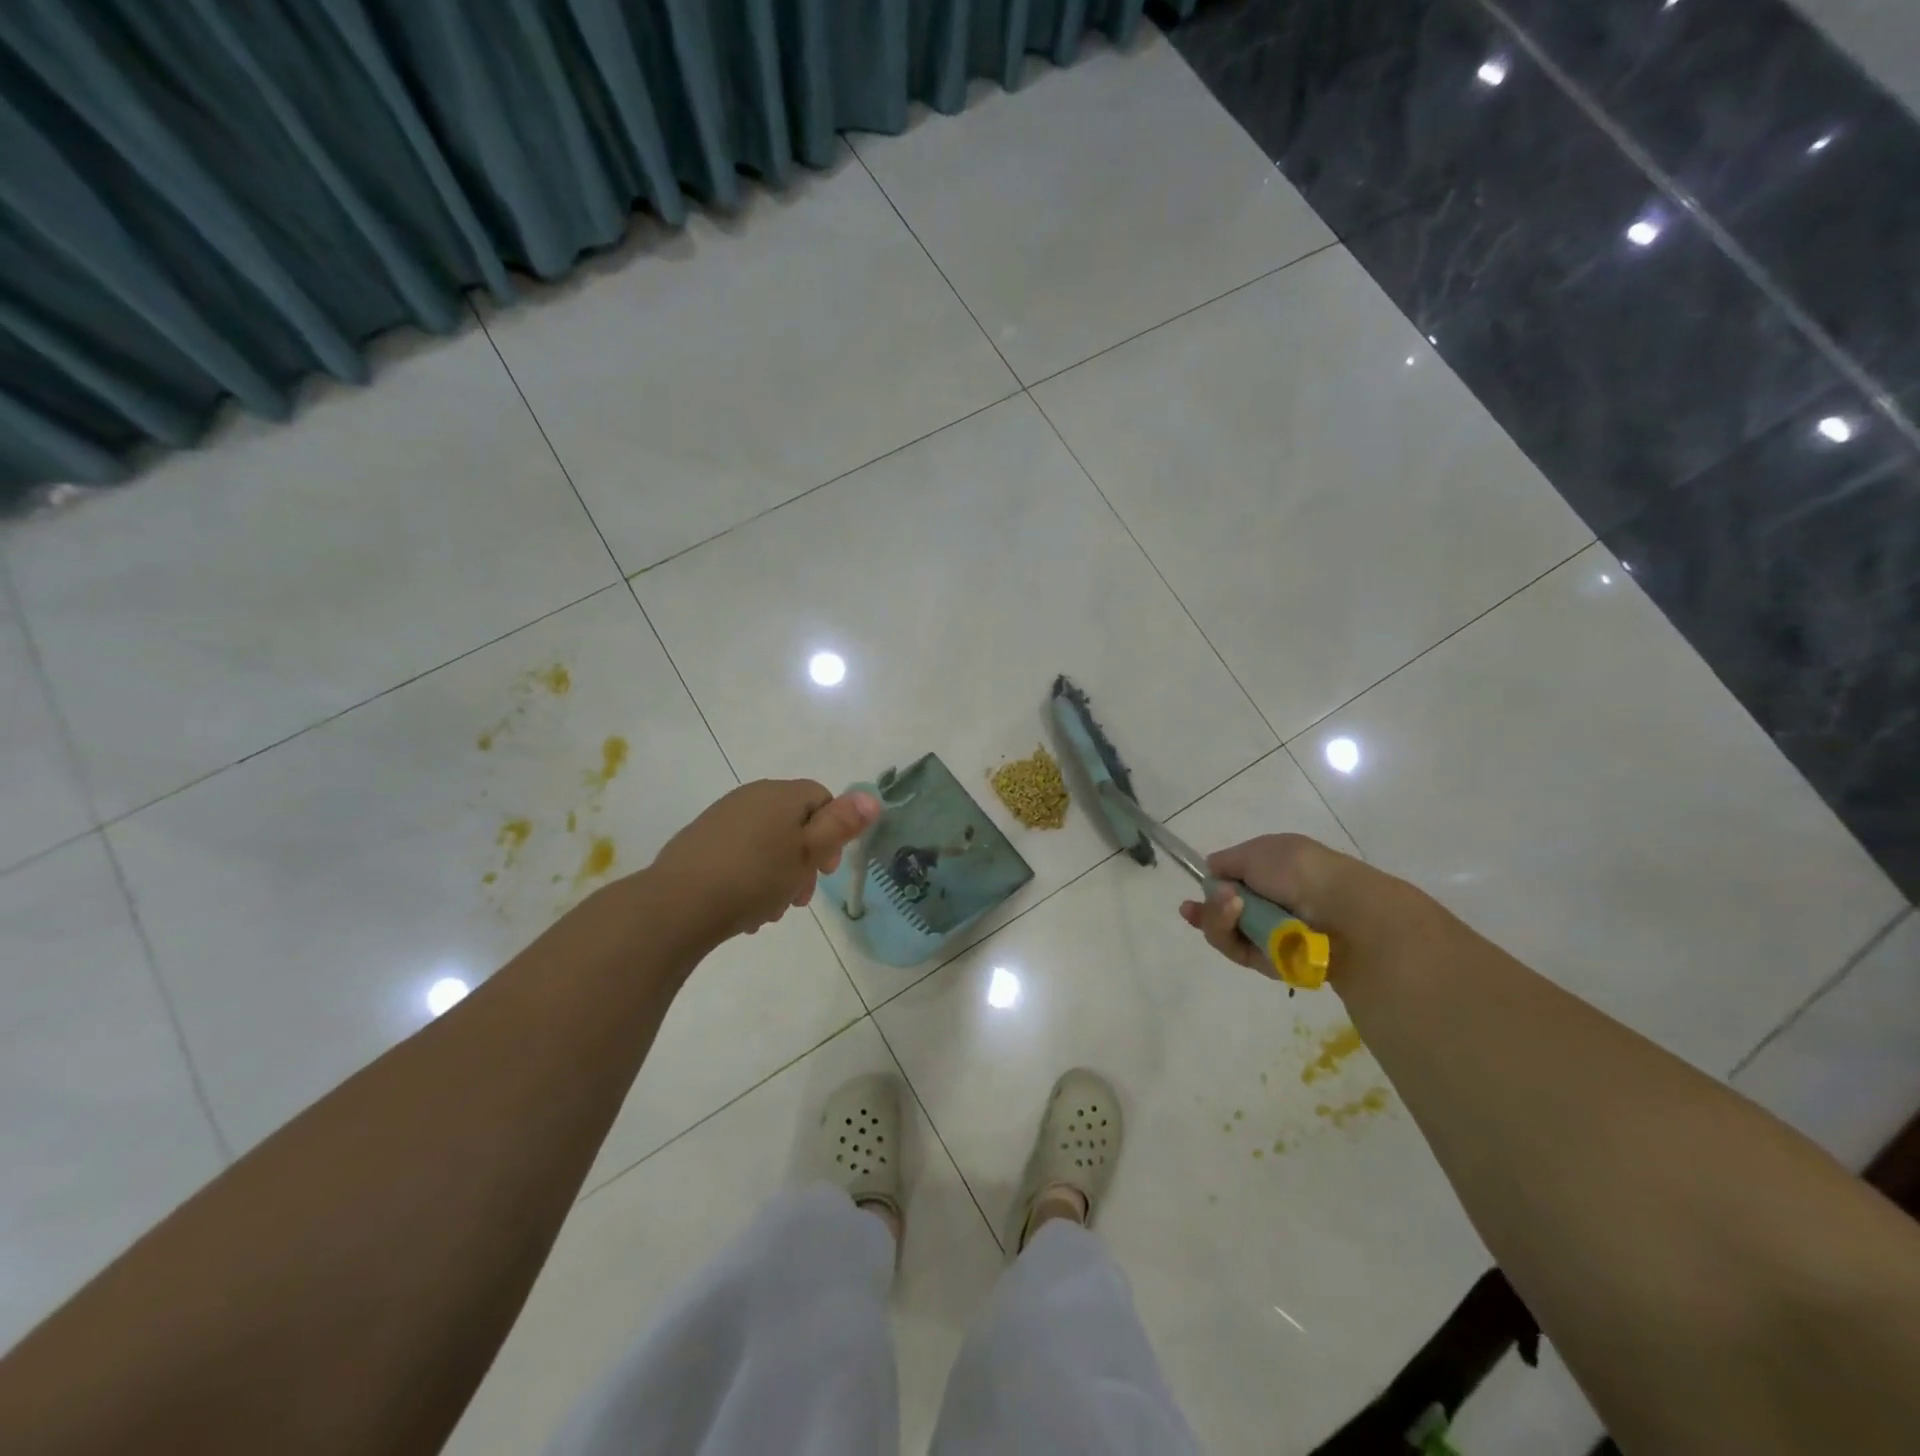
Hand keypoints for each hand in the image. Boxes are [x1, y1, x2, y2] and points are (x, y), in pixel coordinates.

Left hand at [651, 780, 881, 943]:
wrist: (677, 905)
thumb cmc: (754, 879)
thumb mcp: (807, 856)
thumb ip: (841, 825)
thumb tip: (872, 797)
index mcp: (781, 795)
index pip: (822, 798)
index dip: (833, 833)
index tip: (828, 870)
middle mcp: (751, 796)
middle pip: (793, 822)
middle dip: (804, 860)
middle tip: (800, 897)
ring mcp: (721, 817)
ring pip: (766, 841)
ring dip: (778, 873)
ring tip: (771, 911)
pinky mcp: (699, 840)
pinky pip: (739, 852)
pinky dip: (750, 875)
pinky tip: (745, 909)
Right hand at [1177, 833, 1441, 987]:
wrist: (1341, 914)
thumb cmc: (1300, 872)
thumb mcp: (1256, 852)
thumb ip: (1227, 862)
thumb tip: (1212, 872)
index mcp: (1274, 872)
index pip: (1233, 882)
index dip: (1212, 887)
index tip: (1196, 892)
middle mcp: (1272, 904)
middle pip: (1223, 912)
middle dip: (1208, 909)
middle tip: (1195, 907)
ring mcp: (1271, 934)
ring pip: (1226, 932)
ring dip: (1218, 919)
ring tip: (1230, 907)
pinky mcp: (1272, 962)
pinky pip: (1239, 952)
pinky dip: (1232, 936)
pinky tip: (1237, 919)